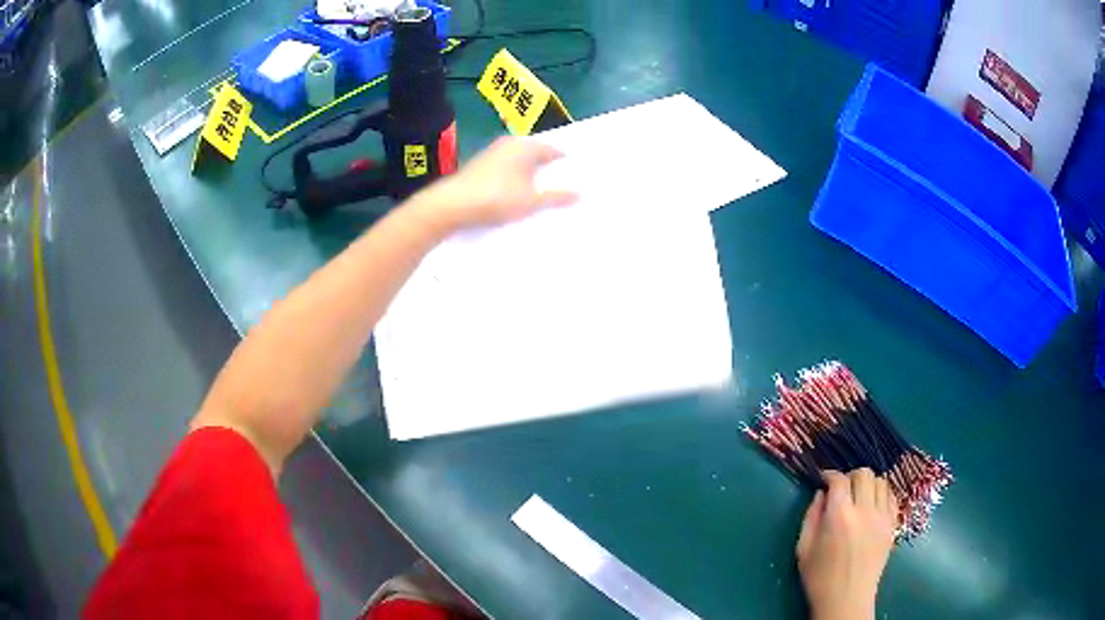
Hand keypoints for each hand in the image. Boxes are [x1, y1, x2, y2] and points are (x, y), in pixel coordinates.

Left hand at [414, 136, 576, 230]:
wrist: (452, 204)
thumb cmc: (497, 198)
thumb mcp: (531, 201)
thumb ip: (557, 196)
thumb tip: (580, 193)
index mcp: (526, 146)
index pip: (555, 150)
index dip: (567, 165)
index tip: (577, 179)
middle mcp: (510, 143)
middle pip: (537, 155)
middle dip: (549, 170)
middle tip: (564, 188)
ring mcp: (493, 153)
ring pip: (520, 163)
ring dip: (531, 176)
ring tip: (543, 195)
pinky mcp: (480, 166)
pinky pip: (507, 170)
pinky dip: (515, 180)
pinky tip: (518, 196)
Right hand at [797, 469, 897, 619]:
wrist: (846, 599)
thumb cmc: (820, 577)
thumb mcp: (803, 548)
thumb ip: (811, 516)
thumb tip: (821, 494)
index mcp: (839, 516)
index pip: (839, 479)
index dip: (830, 475)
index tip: (824, 479)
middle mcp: (864, 510)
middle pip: (864, 474)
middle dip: (850, 476)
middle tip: (842, 489)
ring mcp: (882, 517)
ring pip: (881, 481)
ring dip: (868, 484)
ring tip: (859, 497)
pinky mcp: (892, 525)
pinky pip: (891, 497)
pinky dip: (882, 495)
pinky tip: (872, 506)